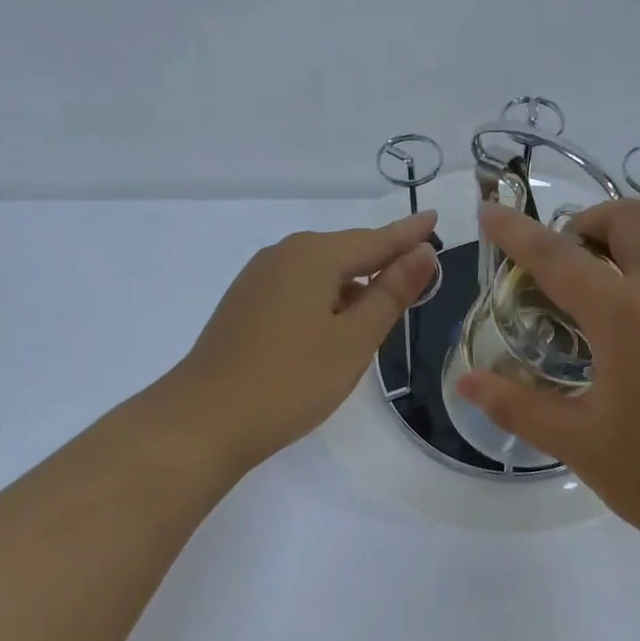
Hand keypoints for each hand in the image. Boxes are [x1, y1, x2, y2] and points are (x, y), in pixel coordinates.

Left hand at [161, 212, 439, 473]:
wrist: (205, 420)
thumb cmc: (291, 379)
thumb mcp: (355, 339)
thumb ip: (391, 293)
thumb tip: (423, 252)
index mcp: (313, 256)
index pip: (375, 239)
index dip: (408, 234)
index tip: (434, 219)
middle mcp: (282, 255)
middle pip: (345, 251)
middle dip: (382, 259)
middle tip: (419, 268)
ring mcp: (257, 280)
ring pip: (319, 272)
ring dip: (353, 282)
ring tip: (384, 299)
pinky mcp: (244, 305)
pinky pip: (298, 289)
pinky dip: (326, 297)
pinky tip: (335, 322)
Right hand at [456, 201, 639, 569]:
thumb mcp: (580, 444)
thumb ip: (517, 405)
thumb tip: (467, 382)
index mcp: (627, 316)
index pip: (558, 256)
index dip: (517, 231)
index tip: (491, 210)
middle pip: (630, 222)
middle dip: (587, 224)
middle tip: (562, 264)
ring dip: (624, 265)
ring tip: (600, 325)